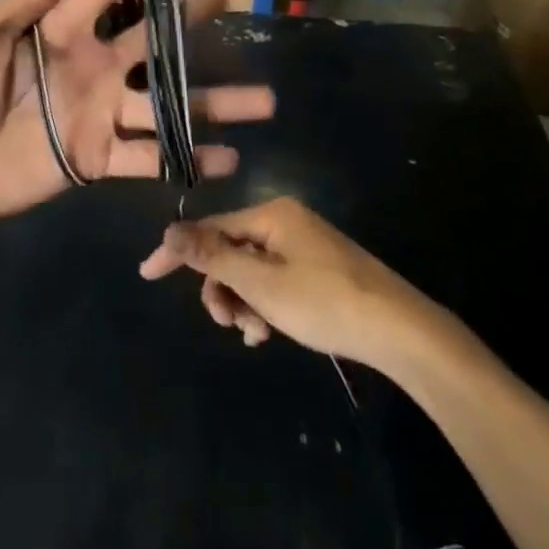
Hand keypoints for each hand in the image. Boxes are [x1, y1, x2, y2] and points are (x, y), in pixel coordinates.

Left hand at [0, 0, 274, 223]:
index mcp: (64, 29)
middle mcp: (94, 65)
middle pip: (154, 40)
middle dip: (189, 20)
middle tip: (225, 1)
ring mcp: (100, 112)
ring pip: (168, 103)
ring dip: (214, 102)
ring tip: (264, 100)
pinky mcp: (98, 157)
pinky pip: (150, 157)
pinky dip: (188, 159)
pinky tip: (228, 158)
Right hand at [139, 197, 447, 367]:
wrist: (401, 331)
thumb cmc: (325, 303)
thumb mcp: (260, 282)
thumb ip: (212, 255)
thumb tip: (169, 230)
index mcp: (270, 214)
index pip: (208, 227)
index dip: (176, 252)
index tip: (146, 274)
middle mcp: (284, 221)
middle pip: (230, 249)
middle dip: (221, 286)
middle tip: (226, 322)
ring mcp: (303, 244)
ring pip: (251, 269)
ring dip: (242, 301)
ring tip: (255, 334)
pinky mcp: (317, 268)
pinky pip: (273, 279)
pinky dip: (264, 304)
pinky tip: (268, 332)